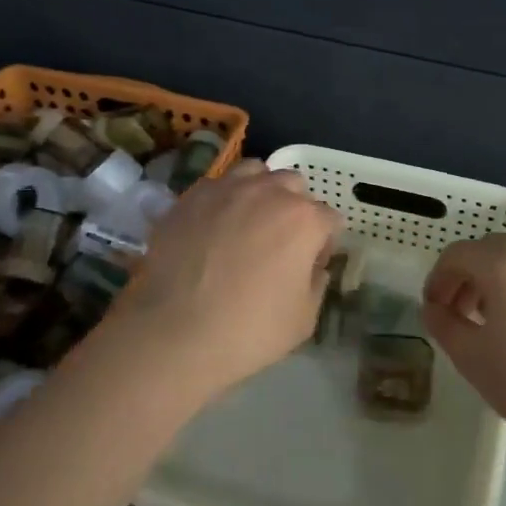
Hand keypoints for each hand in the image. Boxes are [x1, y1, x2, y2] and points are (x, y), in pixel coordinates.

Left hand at [104, 161, 339, 399]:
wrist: (175, 332)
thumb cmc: (249, 330)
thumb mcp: (304, 319)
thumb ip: (317, 283)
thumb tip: (313, 266)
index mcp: (304, 220)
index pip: (330, 219)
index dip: (325, 242)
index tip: (313, 262)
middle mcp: (268, 192)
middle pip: (294, 185)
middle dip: (295, 207)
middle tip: (281, 240)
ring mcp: (226, 189)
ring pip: (255, 172)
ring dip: (260, 191)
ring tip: (248, 220)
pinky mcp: (190, 197)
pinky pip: (216, 185)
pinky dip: (223, 199)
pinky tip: (214, 226)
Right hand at [423, 235, 505, 450]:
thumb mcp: (470, 357)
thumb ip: (442, 322)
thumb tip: (434, 307)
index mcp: (505, 262)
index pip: (457, 255)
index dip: (438, 279)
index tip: (435, 307)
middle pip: (493, 250)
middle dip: (472, 276)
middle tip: (465, 312)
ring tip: (505, 319)